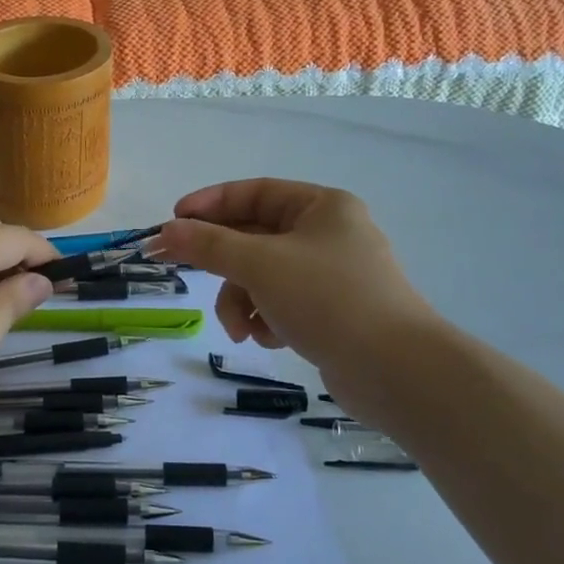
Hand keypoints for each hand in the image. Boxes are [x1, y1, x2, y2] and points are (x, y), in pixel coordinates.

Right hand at [155, 179, 437, 399]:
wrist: (396, 371)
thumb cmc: (328, 299)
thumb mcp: (260, 265)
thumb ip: (209, 245)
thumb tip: (167, 231)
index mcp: (321, 206)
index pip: (254, 192)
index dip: (210, 204)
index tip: (173, 221)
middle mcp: (328, 234)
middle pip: (255, 237)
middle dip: (223, 264)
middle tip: (177, 268)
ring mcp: (332, 275)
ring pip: (264, 276)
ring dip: (242, 301)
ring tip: (241, 330)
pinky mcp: (332, 313)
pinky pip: (282, 303)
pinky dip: (267, 319)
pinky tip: (270, 340)